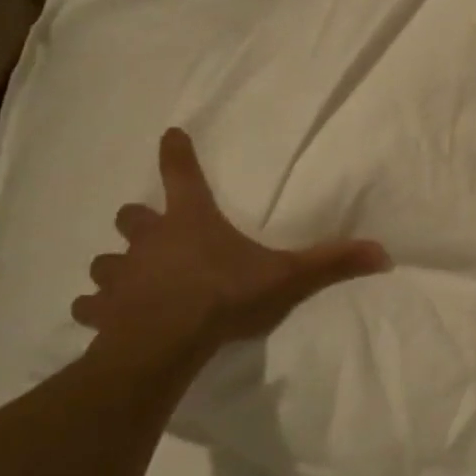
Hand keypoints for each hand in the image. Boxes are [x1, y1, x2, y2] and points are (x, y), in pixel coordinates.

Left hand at [73, 128, 389, 348]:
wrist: (168, 340)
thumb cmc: (227, 294)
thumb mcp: (288, 276)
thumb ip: (333, 262)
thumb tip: (384, 252)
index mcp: (192, 220)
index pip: (181, 174)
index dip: (177, 153)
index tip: (170, 134)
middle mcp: (150, 239)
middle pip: (131, 216)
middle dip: (140, 221)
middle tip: (153, 232)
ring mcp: (121, 274)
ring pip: (105, 260)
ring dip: (115, 265)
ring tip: (129, 278)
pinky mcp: (103, 310)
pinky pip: (90, 304)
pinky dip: (96, 307)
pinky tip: (104, 316)